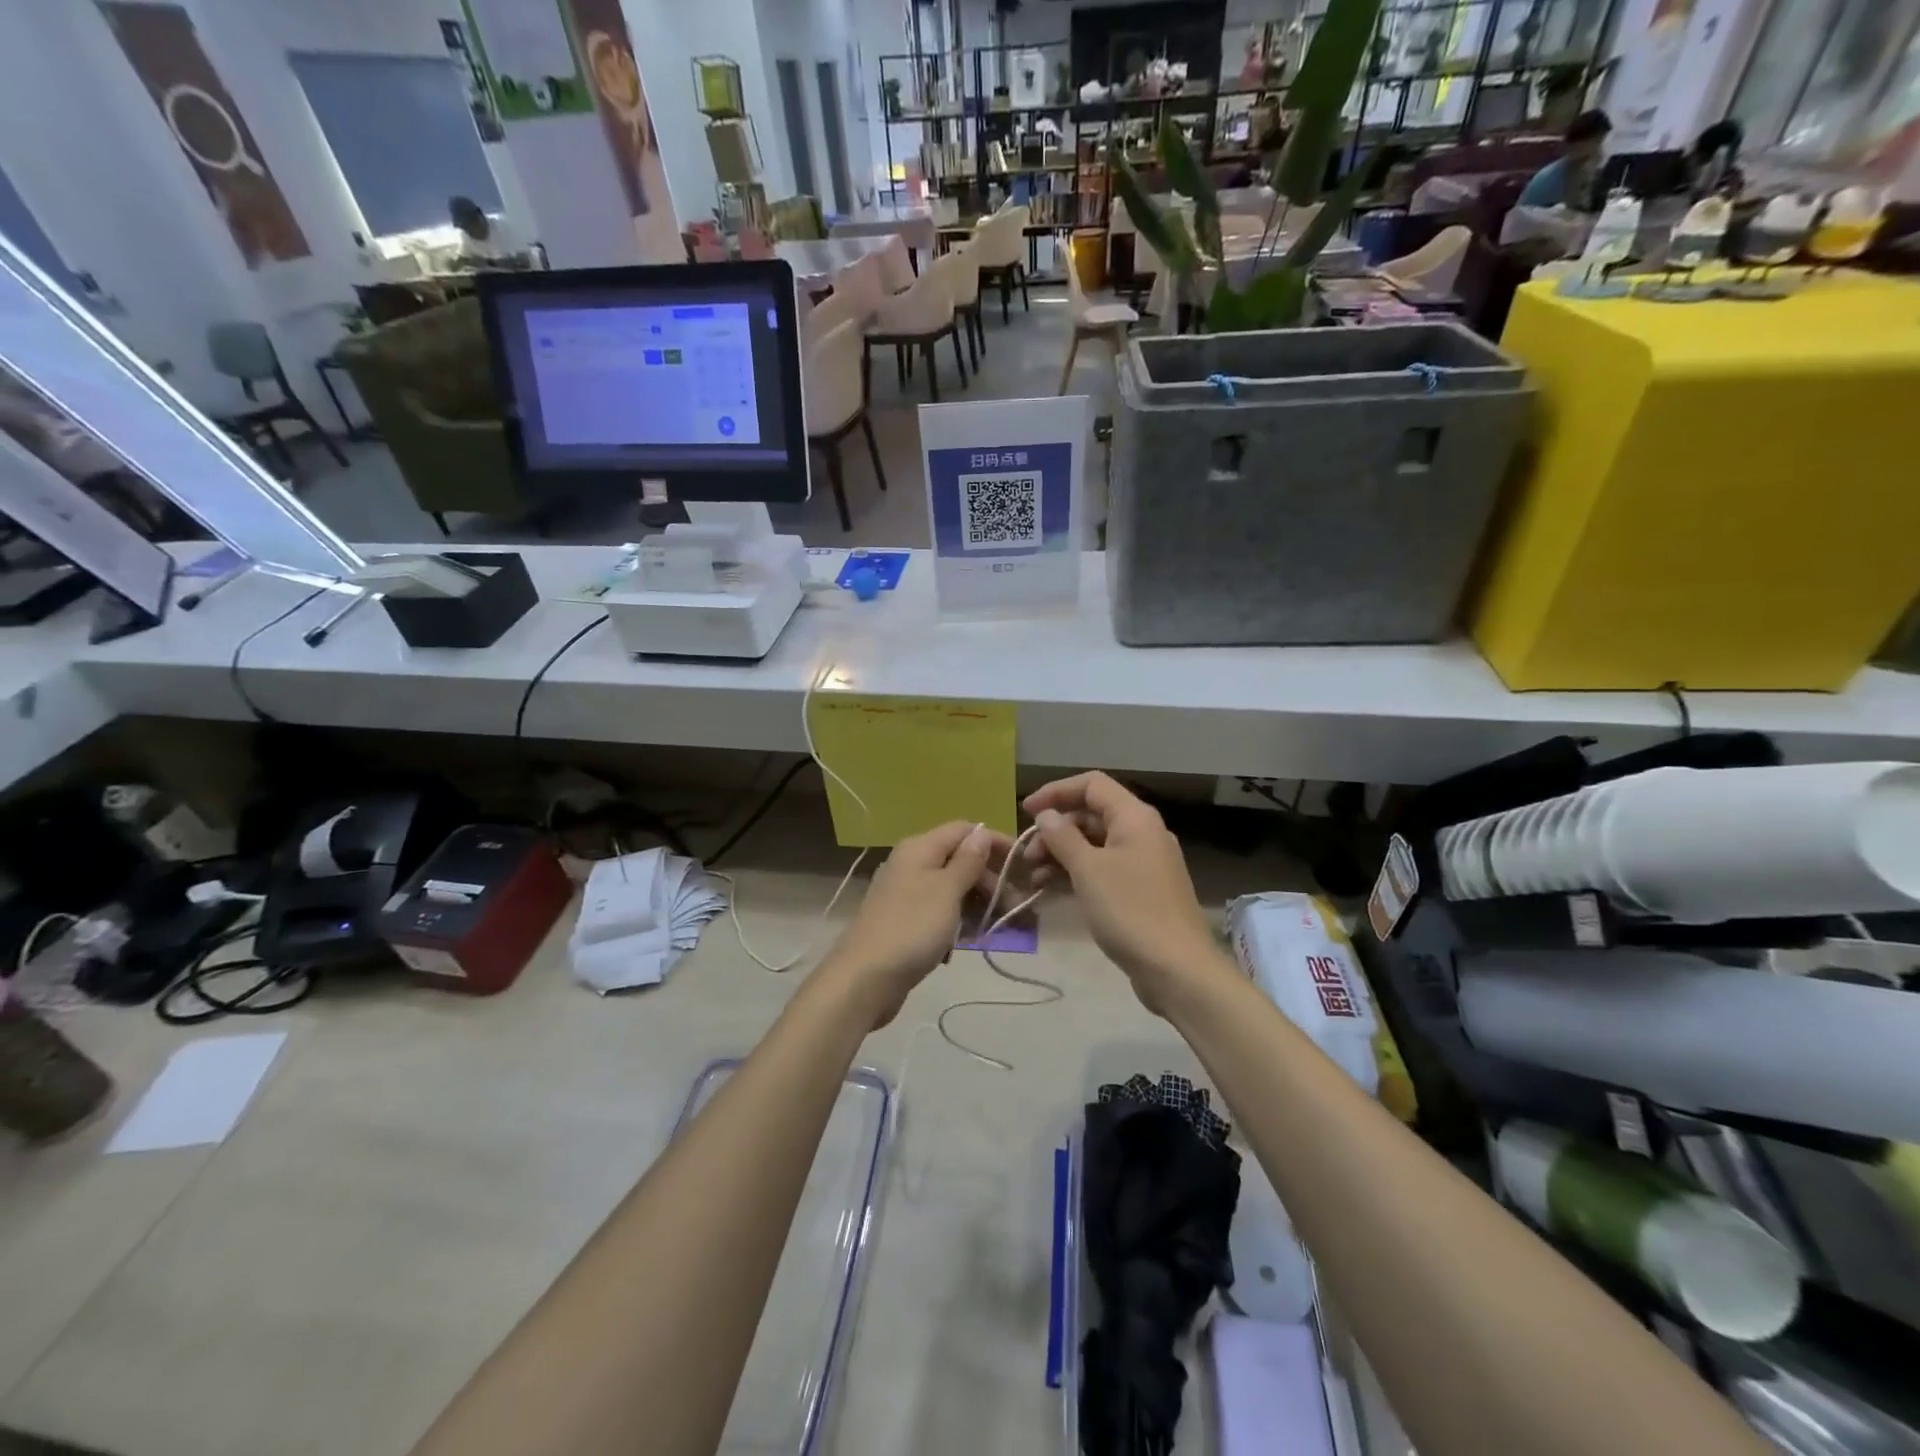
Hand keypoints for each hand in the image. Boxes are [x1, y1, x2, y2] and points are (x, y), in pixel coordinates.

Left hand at [818, 821, 1005, 1028]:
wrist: (864, 979)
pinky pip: (939, 913)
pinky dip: (957, 922)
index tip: (1023, 863)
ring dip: (977, 904)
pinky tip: (968, 941)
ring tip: (999, 926)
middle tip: (1014, 906)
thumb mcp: (946, 891)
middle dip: (990, 879)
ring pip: (951, 889)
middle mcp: (911, 864)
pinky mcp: (905, 922)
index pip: (964, 830)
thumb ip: (967, 861)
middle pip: (959, 860)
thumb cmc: (911, 929)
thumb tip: (982, 832)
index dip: (994, 842)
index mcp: (919, 848)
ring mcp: (906, 894)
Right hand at [1021, 773, 1225, 1014]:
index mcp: (1134, 817)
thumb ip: (1063, 837)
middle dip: (1055, 831)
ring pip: (1095, 845)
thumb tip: (1046, 815)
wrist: (1177, 969)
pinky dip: (1077, 874)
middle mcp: (1142, 832)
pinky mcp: (1141, 890)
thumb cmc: (1130, 910)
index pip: (1091, 785)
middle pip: (1091, 815)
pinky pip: (1103, 869)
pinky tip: (1052, 891)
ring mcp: (1144, 863)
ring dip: (1062, 854)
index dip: (1056, 792)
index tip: (1025, 811)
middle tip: (1028, 856)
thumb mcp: (1088, 870)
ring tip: (1034, 878)